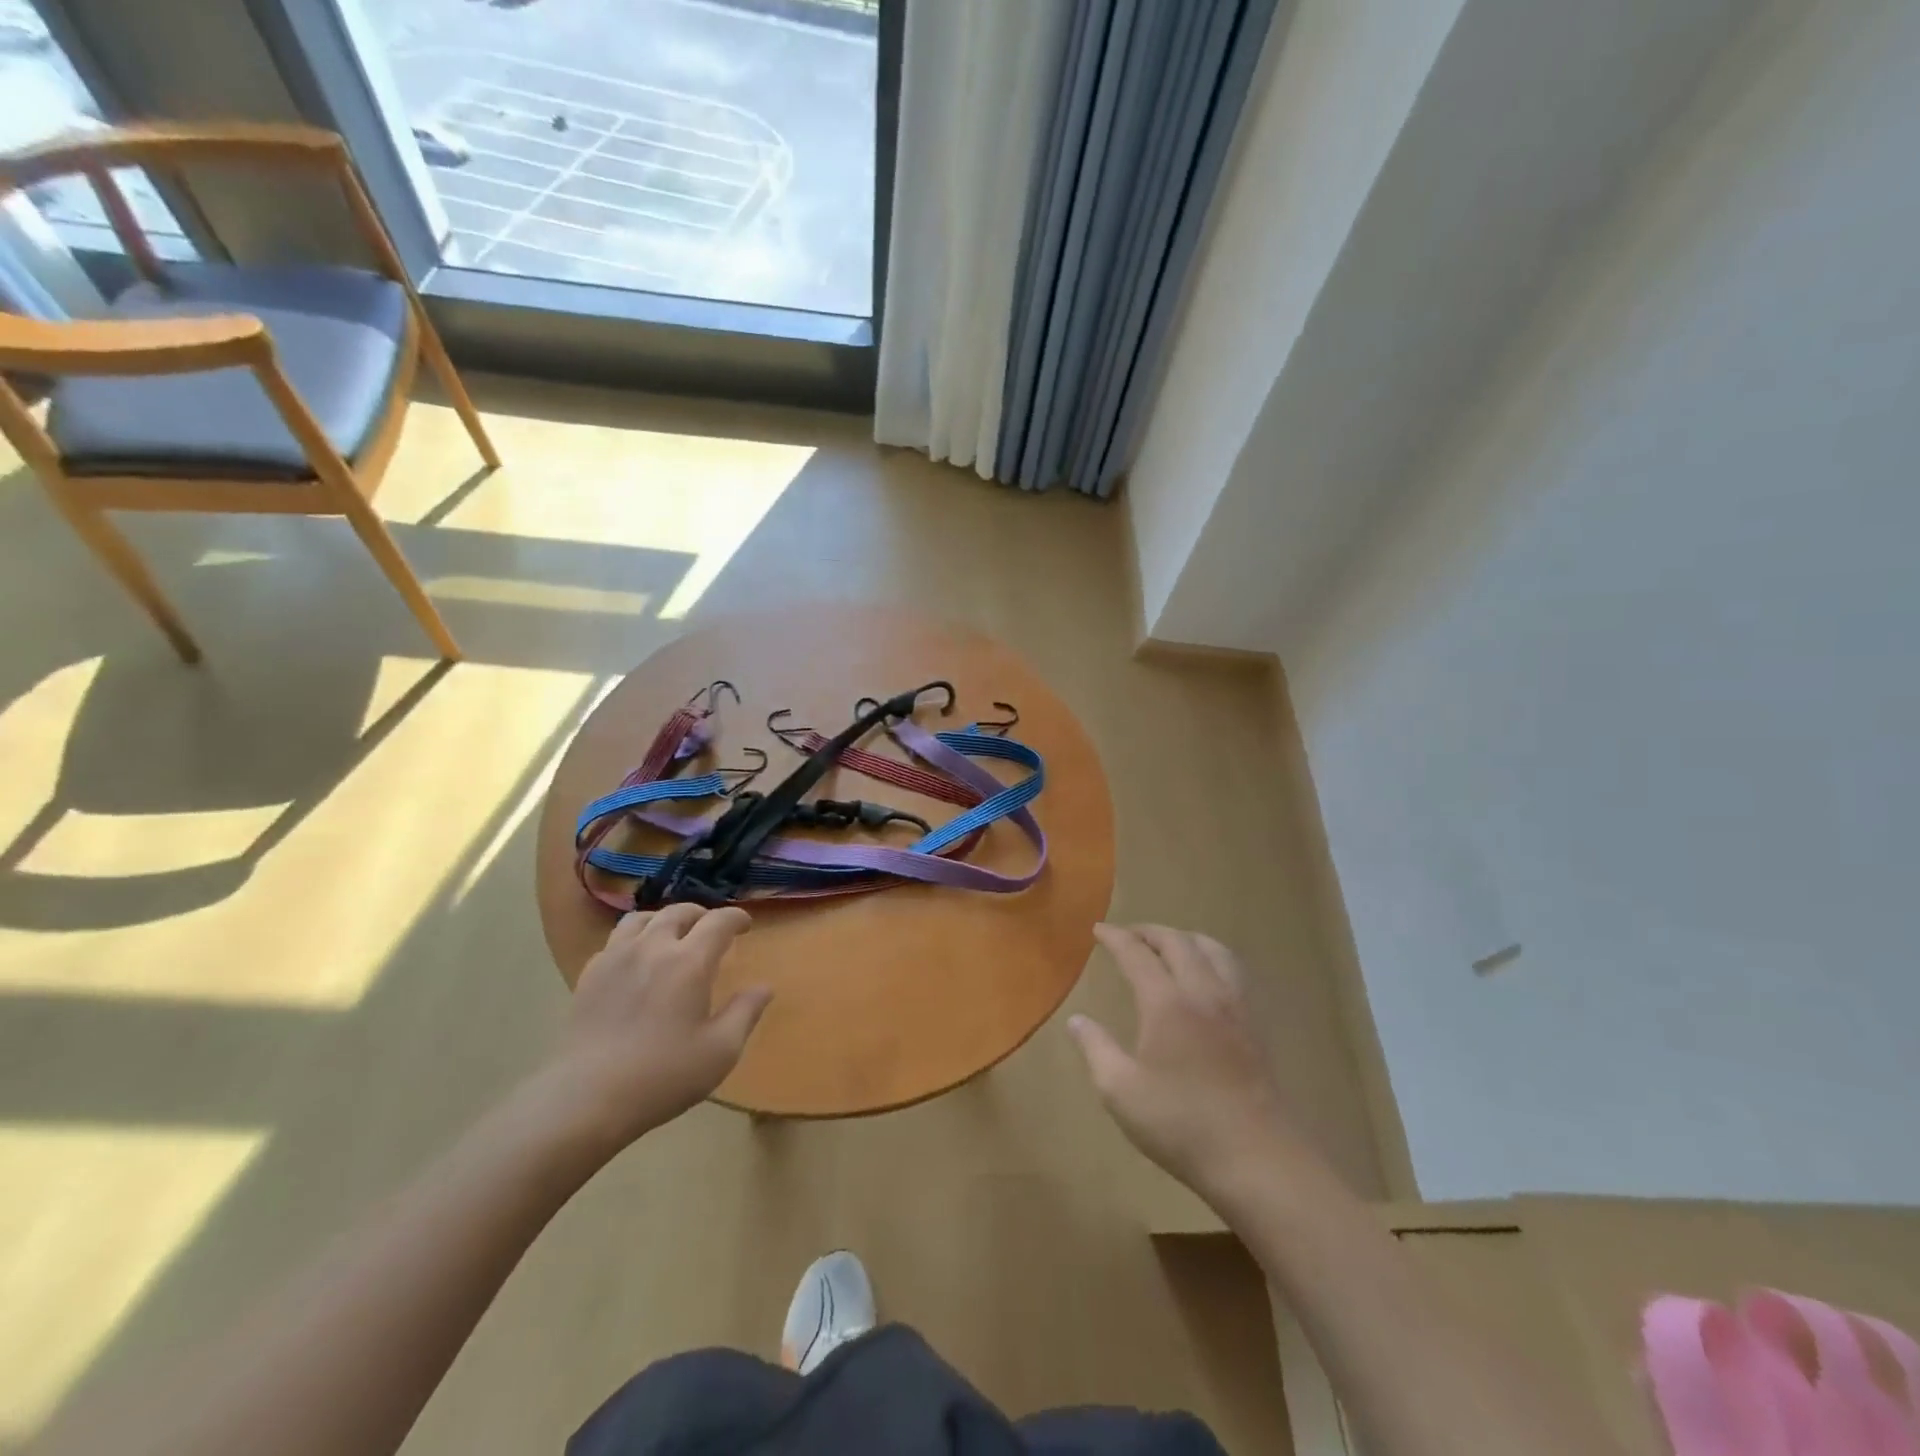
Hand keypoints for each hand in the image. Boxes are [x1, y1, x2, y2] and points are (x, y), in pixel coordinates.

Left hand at [539, 905, 771, 1151]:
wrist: (586, 1099)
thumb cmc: (662, 1076)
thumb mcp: (720, 1051)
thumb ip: (745, 1013)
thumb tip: (764, 987)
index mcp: (690, 961)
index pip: (719, 921)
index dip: (736, 918)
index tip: (745, 926)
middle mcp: (653, 947)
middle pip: (678, 912)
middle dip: (701, 914)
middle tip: (711, 929)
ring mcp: (616, 958)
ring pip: (642, 919)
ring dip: (664, 920)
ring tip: (672, 935)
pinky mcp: (590, 975)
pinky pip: (616, 941)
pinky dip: (634, 939)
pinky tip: (637, 961)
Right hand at [1068, 924, 1297, 1208]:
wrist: (1257, 1158)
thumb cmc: (1181, 1124)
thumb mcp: (1121, 1091)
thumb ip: (1096, 1049)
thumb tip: (1077, 1021)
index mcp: (1167, 1002)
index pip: (1137, 954)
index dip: (1115, 938)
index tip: (1098, 929)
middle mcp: (1203, 992)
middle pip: (1178, 942)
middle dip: (1150, 932)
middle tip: (1129, 935)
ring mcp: (1235, 1007)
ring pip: (1213, 949)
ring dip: (1185, 938)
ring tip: (1169, 946)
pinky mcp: (1255, 1025)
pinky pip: (1233, 970)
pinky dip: (1212, 957)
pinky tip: (1207, 976)